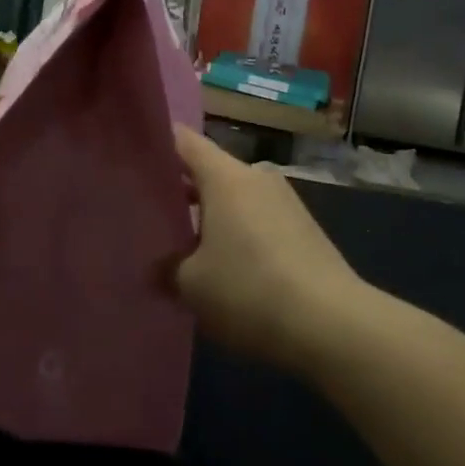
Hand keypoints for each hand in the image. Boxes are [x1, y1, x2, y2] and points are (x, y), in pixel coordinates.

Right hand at [172, 126, 366, 373]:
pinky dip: (237, 232)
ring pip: (234, 197)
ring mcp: (284, 200)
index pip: (183, 141)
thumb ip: (168, 268)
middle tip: (149, 213)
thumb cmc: (250, 290)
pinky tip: (225, 266)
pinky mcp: (304, 227)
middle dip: (180, 189)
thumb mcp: (192, 285)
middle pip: (209, 170)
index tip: (132, 159)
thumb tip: (160, 266)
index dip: (156, 145)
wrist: (333, 324)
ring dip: (210, 215)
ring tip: (184, 246)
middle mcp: (256, 176)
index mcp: (225, 176)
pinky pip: (257, 217)